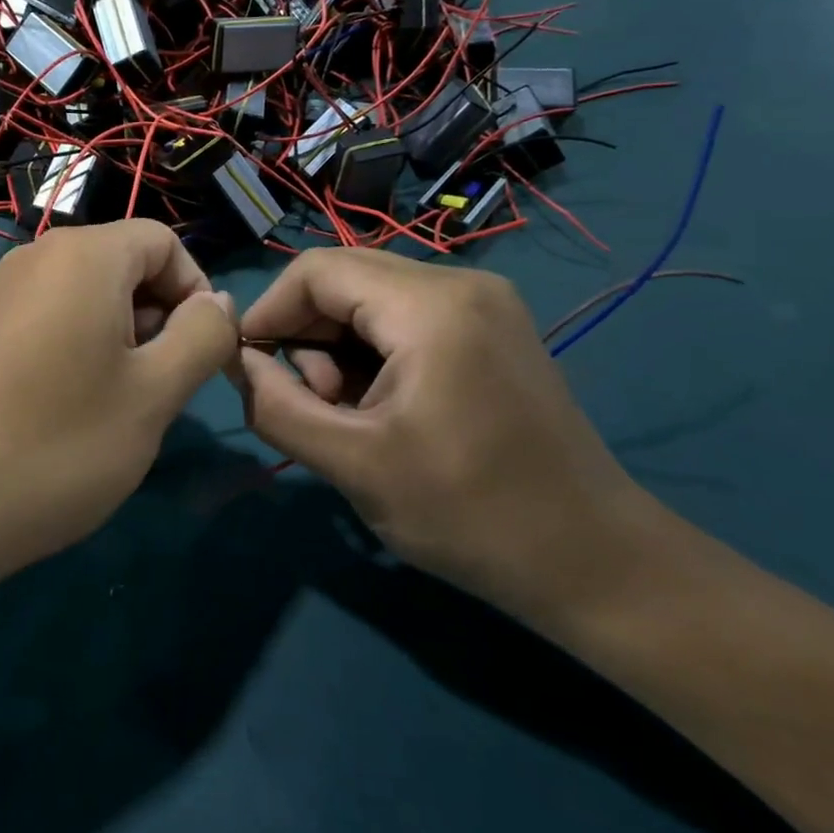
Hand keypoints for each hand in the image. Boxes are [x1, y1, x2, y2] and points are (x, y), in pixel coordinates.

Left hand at [0, 220, 237, 580]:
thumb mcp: (155, 394)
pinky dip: (73, 347)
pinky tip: (63, 409)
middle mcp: (34, 258)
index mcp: (82, 256)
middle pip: (121, 264)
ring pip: (83, 295)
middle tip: (157, 388)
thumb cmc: (61, 446)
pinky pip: (44, 318)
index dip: (195, 290)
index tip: (199, 354)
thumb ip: (203, 336)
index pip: (163, 242)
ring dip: (117, 337)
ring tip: (113, 404)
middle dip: (155, 316)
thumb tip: (217, 302)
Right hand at [236, 249, 635, 614]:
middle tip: (309, 402)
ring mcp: (483, 304)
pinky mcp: (490, 329)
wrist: (594, 561)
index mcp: (431, 307)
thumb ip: (277, 407)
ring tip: (349, 415)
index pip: (316, 271)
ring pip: (370, 299)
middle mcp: (460, 284)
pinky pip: (404, 318)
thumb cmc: (470, 515)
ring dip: (338, 348)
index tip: (247, 367)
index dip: (268, 312)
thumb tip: (240, 362)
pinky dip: (373, 353)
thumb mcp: (354, 465)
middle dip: (305, 334)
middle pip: (344, 279)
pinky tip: (382, 407)